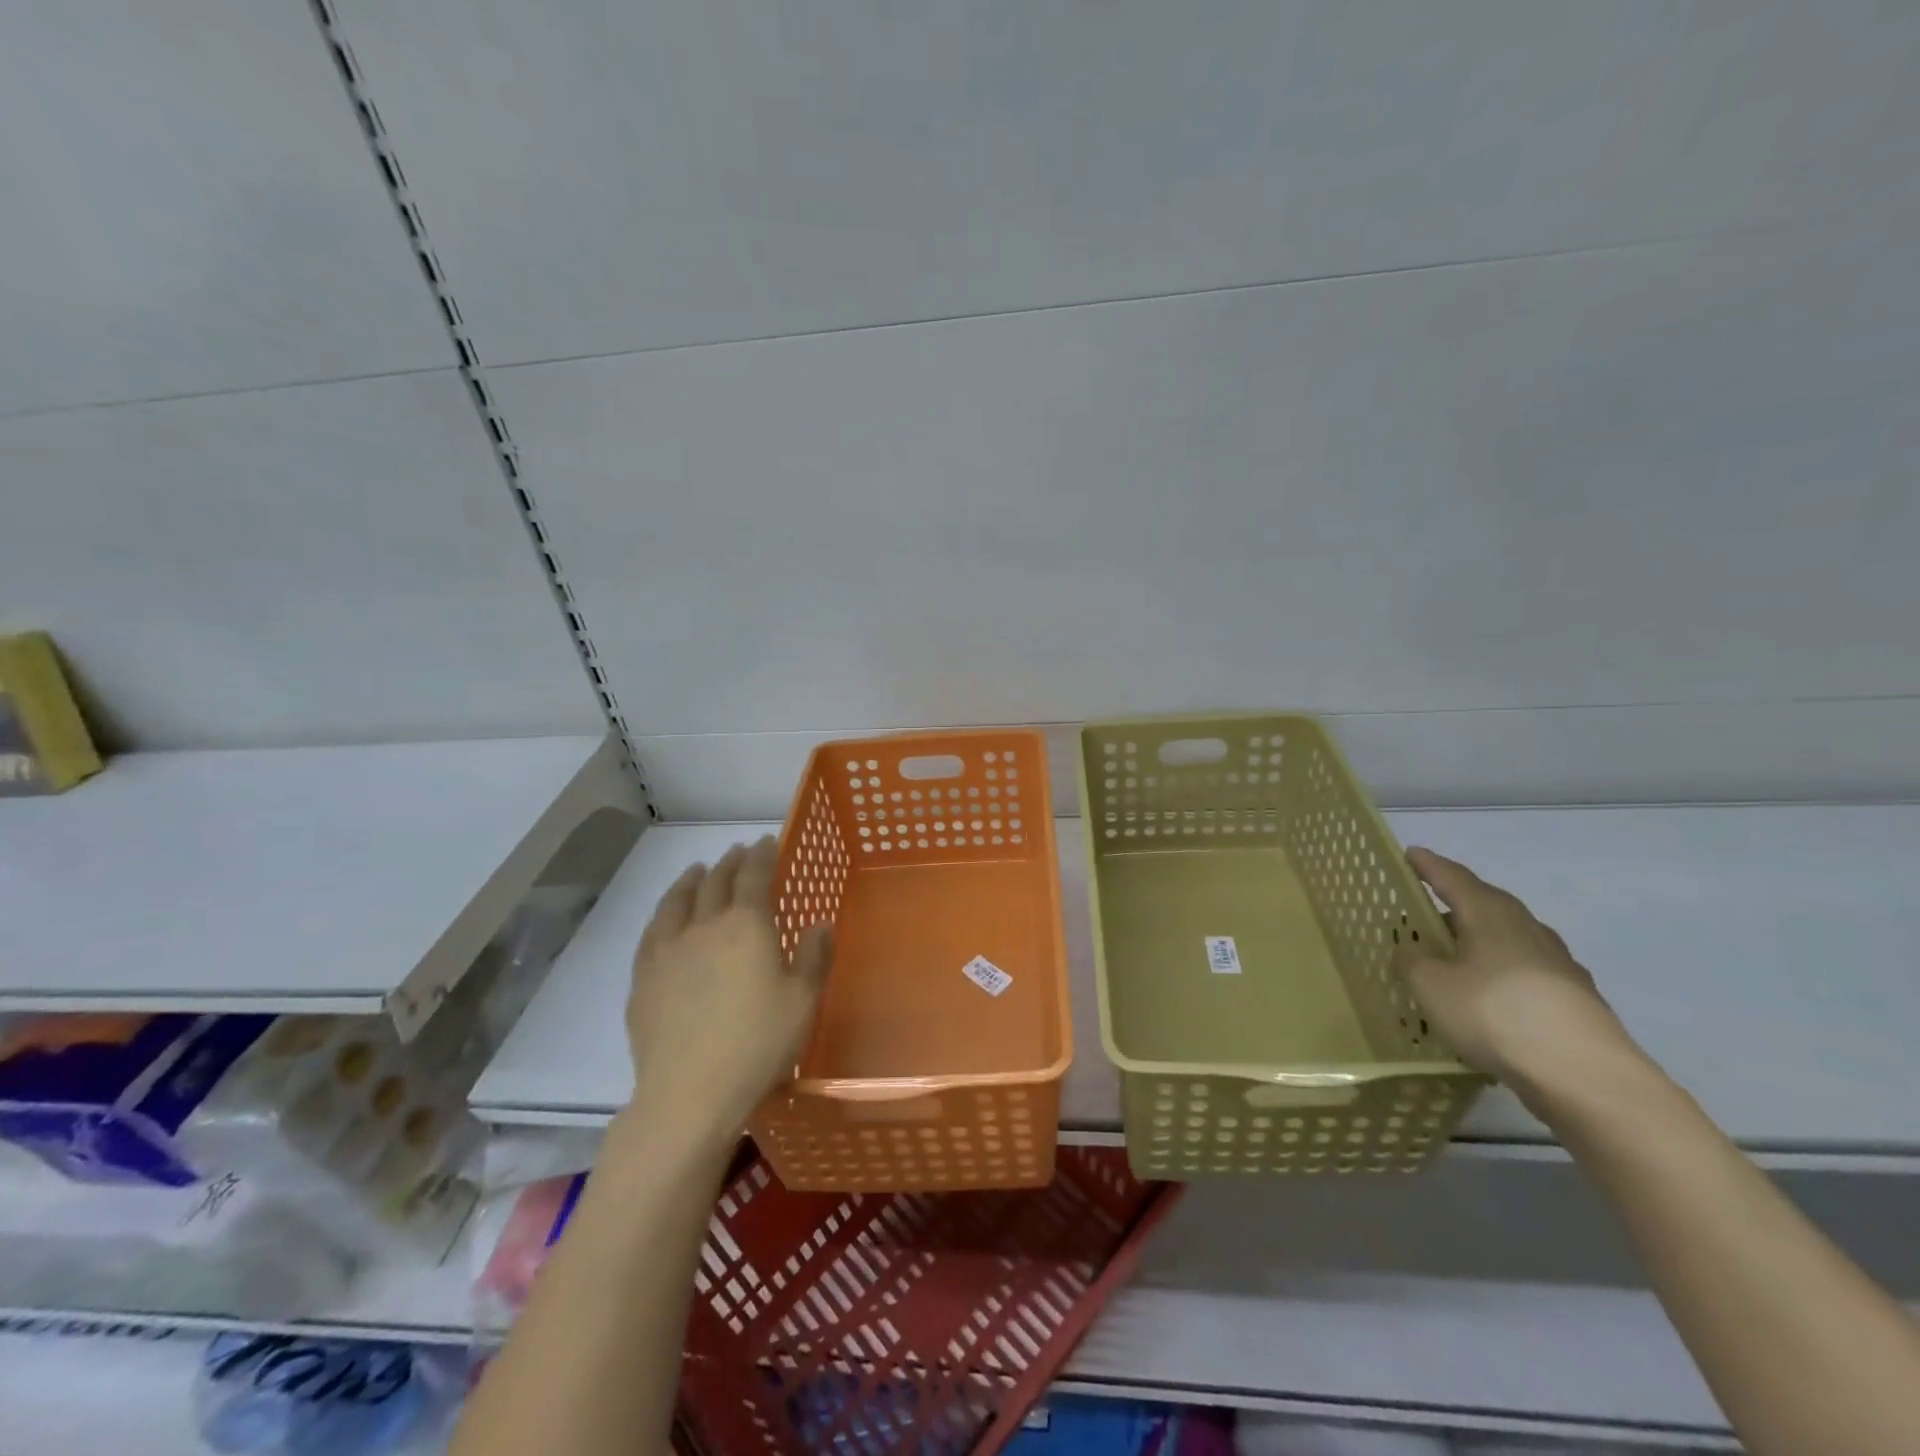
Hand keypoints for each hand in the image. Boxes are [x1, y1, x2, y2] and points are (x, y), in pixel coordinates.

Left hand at [625, 836, 832, 1144]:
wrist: (689, 1093)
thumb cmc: (758, 1044)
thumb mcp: (803, 1001)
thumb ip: (814, 957)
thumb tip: (820, 923)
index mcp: (747, 926)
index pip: (754, 875)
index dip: (762, 854)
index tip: (767, 841)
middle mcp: (704, 926)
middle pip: (715, 882)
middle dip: (730, 862)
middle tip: (739, 851)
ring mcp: (667, 950)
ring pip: (678, 900)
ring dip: (691, 879)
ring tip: (698, 870)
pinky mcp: (643, 978)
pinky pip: (652, 931)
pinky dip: (664, 912)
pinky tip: (666, 917)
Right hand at [1393, 847, 1636, 1097]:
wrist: (1586, 1075)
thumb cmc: (1495, 1014)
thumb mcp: (1431, 986)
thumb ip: (1413, 961)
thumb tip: (1411, 948)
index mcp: (1490, 914)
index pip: (1453, 878)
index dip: (1428, 866)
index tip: (1410, 854)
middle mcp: (1527, 928)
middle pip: (1486, 904)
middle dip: (1456, 902)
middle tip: (1428, 908)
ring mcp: (1558, 963)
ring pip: (1509, 937)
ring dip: (1481, 939)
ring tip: (1456, 954)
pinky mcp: (1575, 998)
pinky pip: (1526, 971)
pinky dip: (1502, 973)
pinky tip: (1491, 994)